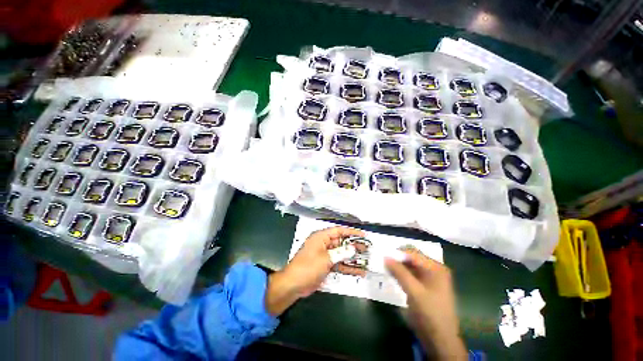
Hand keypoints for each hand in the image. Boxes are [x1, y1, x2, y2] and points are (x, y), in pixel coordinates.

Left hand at [265, 226, 364, 315]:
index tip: (364, 235)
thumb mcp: (326, 259)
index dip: (352, 232)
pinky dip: (347, 268)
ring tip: (366, 260)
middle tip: (367, 249)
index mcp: (321, 237)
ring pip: (342, 254)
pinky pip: (339, 264)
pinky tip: (359, 272)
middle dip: (354, 246)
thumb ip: (341, 253)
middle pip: (342, 242)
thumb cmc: (308, 267)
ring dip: (353, 258)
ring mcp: (325, 255)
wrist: (293, 285)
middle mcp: (324, 244)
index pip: (339, 231)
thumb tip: (354, 248)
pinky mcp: (326, 265)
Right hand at [385, 250, 465, 359]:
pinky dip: (402, 275)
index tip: (383, 255)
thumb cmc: (430, 313)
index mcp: (436, 268)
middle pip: (412, 259)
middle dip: (397, 259)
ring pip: (410, 267)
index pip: (413, 253)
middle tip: (382, 261)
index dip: (398, 253)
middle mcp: (434, 270)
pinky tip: (392, 276)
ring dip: (398, 267)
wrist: (440, 340)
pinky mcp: (425, 288)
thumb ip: (399, 272)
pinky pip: (411, 276)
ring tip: (385, 268)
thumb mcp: (413, 291)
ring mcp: (430, 279)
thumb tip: (385, 256)